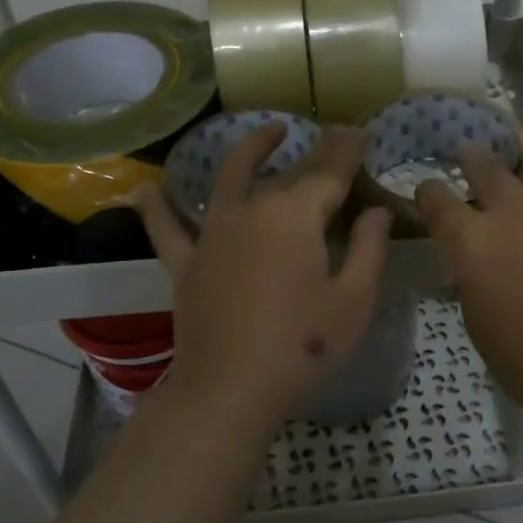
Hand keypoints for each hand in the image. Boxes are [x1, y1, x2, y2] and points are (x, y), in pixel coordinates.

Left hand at [133, 123, 390, 432]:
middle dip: (317, 150)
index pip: (329, 172)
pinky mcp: (186, 262)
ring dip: (251, 150)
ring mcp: (213, 233)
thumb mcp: (354, 300)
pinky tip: (145, 190)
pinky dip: (156, 208)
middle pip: (290, 172)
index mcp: (296, 215)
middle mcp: (252, 210)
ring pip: (231, 178)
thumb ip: (369, 248)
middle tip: (336, 135)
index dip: (348, 150)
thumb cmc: (302, 346)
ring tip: (269, 131)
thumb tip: (376, 212)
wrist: (229, 390)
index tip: (360, 132)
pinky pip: (167, 228)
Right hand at [415, 137, 522, 423]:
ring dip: (522, 150)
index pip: (438, 200)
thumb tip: (479, 261)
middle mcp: (514, 215)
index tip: (428, 189)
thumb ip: (474, 279)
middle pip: (487, 167)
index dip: (429, 191)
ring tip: (518, 140)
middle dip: (472, 155)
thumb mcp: (479, 324)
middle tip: (468, 148)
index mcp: (473, 243)